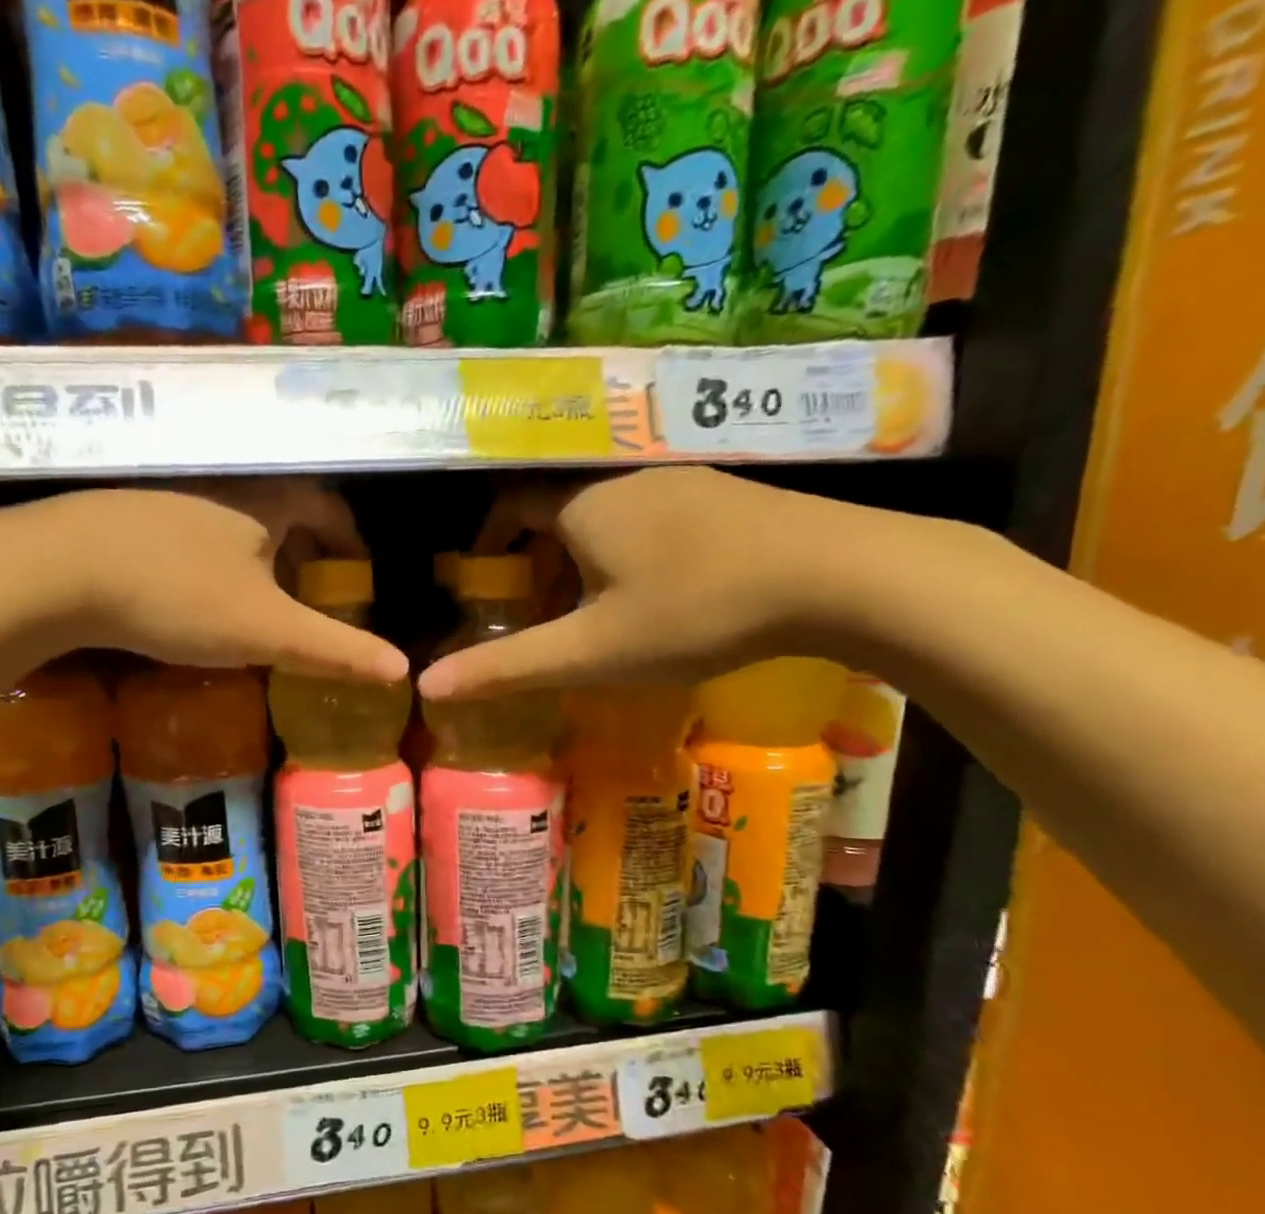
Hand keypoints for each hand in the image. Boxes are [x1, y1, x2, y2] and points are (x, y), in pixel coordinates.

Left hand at [0, 481, 406, 680]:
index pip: (326, 506)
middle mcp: (221, 485)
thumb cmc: (177, 595)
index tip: (359, 572)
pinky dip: (209, 560)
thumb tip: (403, 669)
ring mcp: (168, 495)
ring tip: (257, 600)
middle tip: (313, 594)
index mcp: (265, 502)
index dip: (349, 537)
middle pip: (280, 511)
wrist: (55, 571)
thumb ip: (334, 649)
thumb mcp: (265, 630)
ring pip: (231, 522)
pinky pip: (188, 533)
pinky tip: (192, 593)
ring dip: (254, 555)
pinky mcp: (125, 515)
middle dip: (305, 550)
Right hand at [420, 467, 897, 698]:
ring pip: (606, 511)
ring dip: (584, 553)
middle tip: (536, 610)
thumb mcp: (592, 650)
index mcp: (582, 503)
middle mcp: (624, 477)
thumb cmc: (695, 610)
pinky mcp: (724, 493)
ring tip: (593, 609)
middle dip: (536, 556)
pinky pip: (651, 514)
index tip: (484, 581)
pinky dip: (629, 547)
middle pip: (557, 507)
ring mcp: (680, 479)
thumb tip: (427, 685)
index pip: (509, 502)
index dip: (488, 539)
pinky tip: (658, 591)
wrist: (837, 575)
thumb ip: (507, 666)